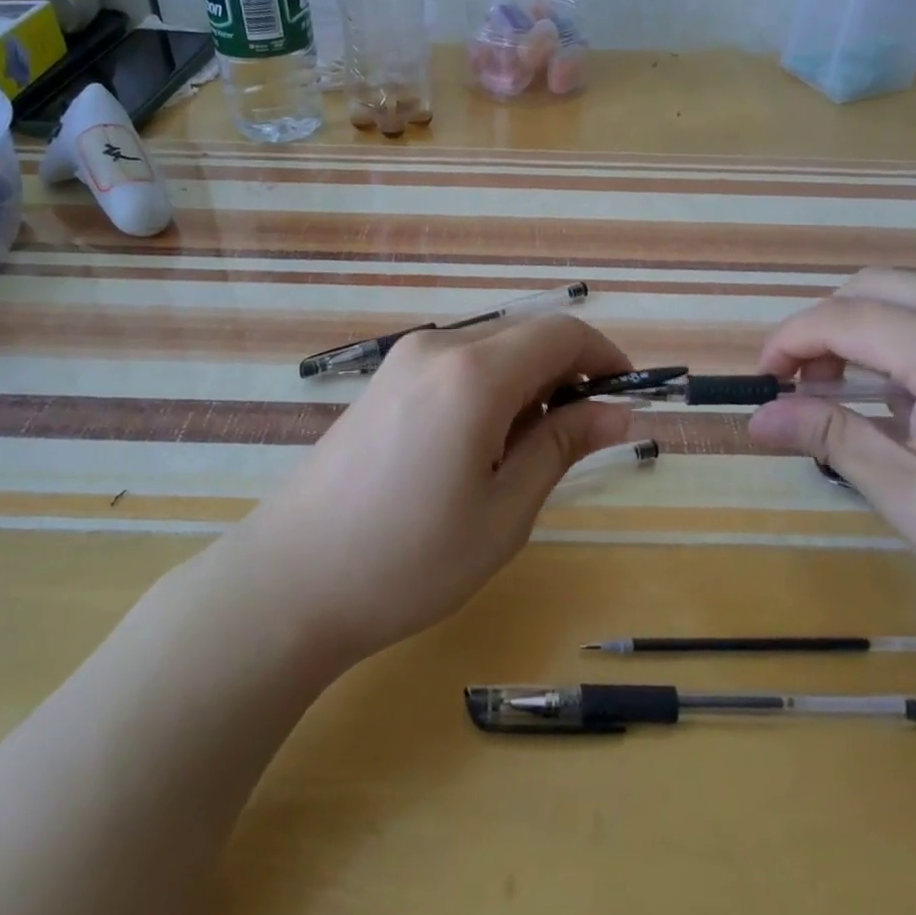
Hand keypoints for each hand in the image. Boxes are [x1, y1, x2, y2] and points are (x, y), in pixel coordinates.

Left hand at [241, 315, 635, 663]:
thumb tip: (618, 411)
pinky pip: (457, 363)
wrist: (290, 580)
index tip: (625, 398)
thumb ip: (563, 445)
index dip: (605, 356)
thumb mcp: (504, 511)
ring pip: (492, 347)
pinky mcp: (383, 380)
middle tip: (580, 437)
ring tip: (526, 451)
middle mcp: (438, 346)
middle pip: (526, 334)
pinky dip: (490, 386)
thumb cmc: (409, 559)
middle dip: (568, 371)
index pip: (561, 333)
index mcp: (473, 373)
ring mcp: (403, 359)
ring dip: (528, 380)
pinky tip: (479, 443)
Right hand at [747, 270, 915, 691]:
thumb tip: (757, 417)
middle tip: (809, 382)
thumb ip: (826, 434)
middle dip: (830, 325)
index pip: (847, 317)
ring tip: (875, 399)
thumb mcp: (905, 493)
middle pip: (883, 285)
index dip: (791, 339)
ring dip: (882, 332)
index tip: (765, 378)